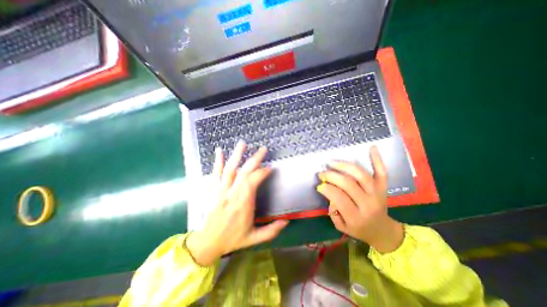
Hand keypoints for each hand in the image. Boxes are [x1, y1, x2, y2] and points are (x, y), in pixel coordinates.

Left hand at [186, 142, 286, 265]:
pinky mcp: (212, 190)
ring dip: (236, 155)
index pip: (253, 182)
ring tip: (243, 143)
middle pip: (244, 172)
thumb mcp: (254, 238)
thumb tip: (286, 222)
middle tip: (263, 149)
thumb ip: (271, 231)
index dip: (262, 173)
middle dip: (254, 159)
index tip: (270, 167)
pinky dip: (218, 162)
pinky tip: (220, 151)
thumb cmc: (232, 239)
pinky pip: (215, 173)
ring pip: (229, 169)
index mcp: (242, 205)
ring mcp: (220, 191)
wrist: (208, 242)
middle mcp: (231, 194)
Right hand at [317, 147, 404, 251]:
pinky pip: (382, 172)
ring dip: (344, 166)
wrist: (382, 231)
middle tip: (321, 173)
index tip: (319, 185)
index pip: (339, 198)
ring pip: (361, 175)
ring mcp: (378, 193)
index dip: (327, 189)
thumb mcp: (341, 227)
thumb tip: (329, 194)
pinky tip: (372, 148)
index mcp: (357, 217)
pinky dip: (377, 159)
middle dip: (331, 176)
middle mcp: (368, 203)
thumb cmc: (359, 229)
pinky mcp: (384, 187)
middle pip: (348, 184)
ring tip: (332, 162)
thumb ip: (333, 212)